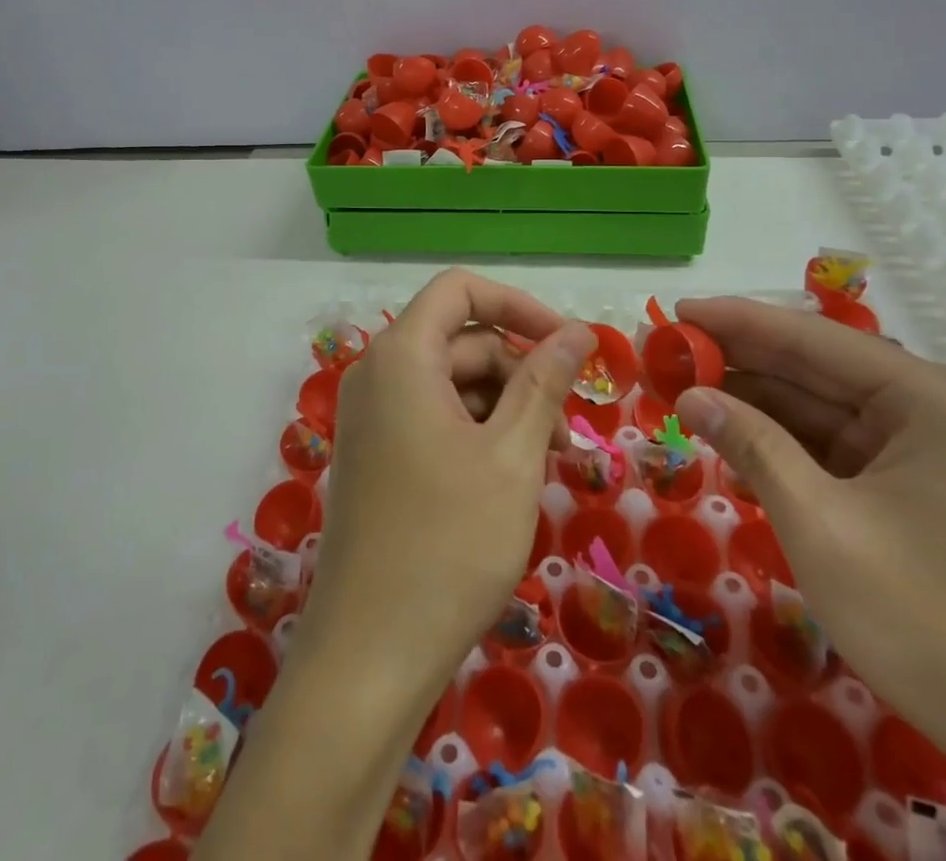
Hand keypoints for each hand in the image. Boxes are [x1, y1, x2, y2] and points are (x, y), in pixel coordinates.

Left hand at [198, 272, 596, 860]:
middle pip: (460, 340)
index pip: (460, 290)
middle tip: (569, 429)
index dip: (519, 305)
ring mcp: (372, 417)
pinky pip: (433, 417)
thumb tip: (577, 331)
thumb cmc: (449, 545)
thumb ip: (544, 382)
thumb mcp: (512, 456)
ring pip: (452, 383)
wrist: (369, 655)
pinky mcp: (376, 454)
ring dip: (505, 408)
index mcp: (401, 356)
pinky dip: (477, 433)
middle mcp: (377, 374)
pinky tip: (511, 478)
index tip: (568, 344)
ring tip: (549, 461)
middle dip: (520, 372)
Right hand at [672, 298, 945, 768]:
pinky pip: (832, 443)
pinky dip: (780, 439)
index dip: (735, 321)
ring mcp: (922, 444)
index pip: (809, 338)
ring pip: (817, 404)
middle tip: (667, 352)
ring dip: (752, 399)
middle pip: (813, 366)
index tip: (675, 311)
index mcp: (924, 397)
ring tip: (683, 388)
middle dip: (737, 360)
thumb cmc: (925, 620)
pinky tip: (729, 434)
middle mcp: (928, 405)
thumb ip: (753, 445)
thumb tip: (690, 396)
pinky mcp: (911, 481)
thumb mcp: (819, 524)